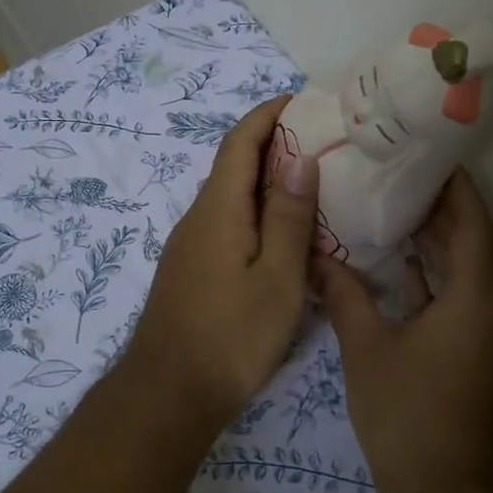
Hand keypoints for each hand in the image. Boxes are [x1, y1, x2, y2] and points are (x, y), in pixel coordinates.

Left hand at [124, 97, 321, 423]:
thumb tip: (299, 156)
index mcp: (218, 208)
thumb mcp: (277, 276)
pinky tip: (282, 231)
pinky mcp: (191, 269)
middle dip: (273, 144)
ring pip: (230, 196)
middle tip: (323, 142)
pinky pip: (226, 222)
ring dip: (266, 180)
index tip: (303, 101)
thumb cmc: (232, 335)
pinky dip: (255, 211)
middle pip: (233, 165)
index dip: (268, 115)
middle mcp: (198, 216)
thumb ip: (288, 216)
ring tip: (313, 182)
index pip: (240, 141)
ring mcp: (190, 244)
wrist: (169, 392)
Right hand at [317, 169, 492, 492]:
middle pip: (476, 238)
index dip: (452, 183)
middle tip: (397, 172)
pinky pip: (465, 295)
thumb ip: (344, 295)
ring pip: (471, 268)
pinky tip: (401, 265)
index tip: (421, 152)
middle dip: (442, 205)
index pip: (472, 218)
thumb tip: (317, 256)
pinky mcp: (481, 352)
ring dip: (441, 238)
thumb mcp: (368, 349)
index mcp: (477, 294)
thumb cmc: (409, 416)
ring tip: (395, 206)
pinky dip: (438, 273)